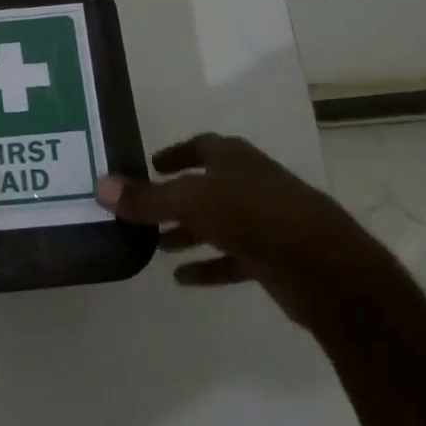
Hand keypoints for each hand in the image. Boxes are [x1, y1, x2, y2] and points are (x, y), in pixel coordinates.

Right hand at [96, 133, 397, 324]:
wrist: (324, 267)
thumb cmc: (255, 216)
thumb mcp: (191, 202)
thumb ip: (147, 198)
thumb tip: (100, 187)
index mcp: (236, 160)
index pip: (201, 147)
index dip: (175, 154)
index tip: (150, 165)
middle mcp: (251, 184)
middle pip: (206, 187)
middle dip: (174, 199)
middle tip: (142, 210)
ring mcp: (265, 221)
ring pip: (217, 223)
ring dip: (187, 232)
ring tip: (155, 246)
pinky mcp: (273, 258)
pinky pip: (231, 258)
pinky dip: (207, 265)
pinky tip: (182, 278)